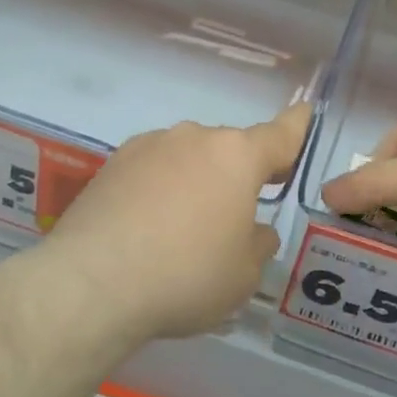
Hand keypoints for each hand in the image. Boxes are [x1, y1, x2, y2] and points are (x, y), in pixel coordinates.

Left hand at [32, 103, 310, 347]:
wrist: (93, 284)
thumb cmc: (186, 275)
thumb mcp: (243, 274)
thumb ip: (258, 244)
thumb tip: (254, 230)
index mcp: (237, 156)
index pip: (280, 134)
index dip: (296, 126)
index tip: (304, 111)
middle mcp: (195, 138)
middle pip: (230, 149)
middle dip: (239, 173)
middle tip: (238, 211)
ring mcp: (149, 146)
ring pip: (189, 157)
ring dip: (198, 180)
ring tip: (186, 226)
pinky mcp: (112, 164)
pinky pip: (153, 170)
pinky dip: (161, 187)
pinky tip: (149, 225)